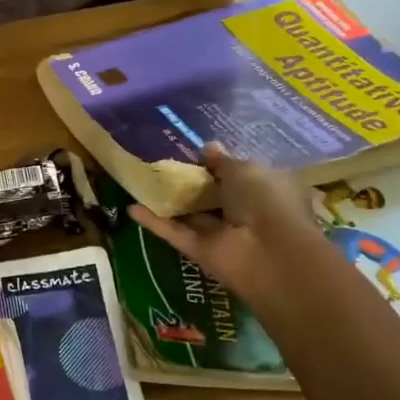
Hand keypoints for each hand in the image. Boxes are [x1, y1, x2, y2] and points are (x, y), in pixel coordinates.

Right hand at [132, 143, 320, 308]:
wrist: (268, 251)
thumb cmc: (265, 200)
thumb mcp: (245, 169)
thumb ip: (222, 161)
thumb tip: (208, 148)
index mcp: (266, 190)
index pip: (241, 176)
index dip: (220, 166)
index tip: (195, 155)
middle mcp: (245, 213)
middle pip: (213, 197)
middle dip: (192, 183)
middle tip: (162, 165)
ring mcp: (222, 235)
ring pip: (192, 215)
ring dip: (170, 202)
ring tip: (141, 182)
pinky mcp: (200, 251)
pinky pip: (175, 233)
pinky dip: (154, 221)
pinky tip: (131, 207)